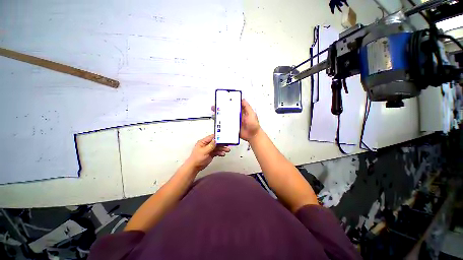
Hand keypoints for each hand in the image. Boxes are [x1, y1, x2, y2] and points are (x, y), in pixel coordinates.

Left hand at [186, 134, 229, 171]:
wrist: (195, 167)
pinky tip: (223, 154)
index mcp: (203, 142)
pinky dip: (220, 152)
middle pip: (216, 142)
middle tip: (228, 144)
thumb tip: (216, 140)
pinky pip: (217, 152)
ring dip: (222, 148)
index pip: (212, 137)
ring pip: (217, 147)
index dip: (218, 137)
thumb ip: (211, 145)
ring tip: (227, 150)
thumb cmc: (197, 158)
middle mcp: (207, 144)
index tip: (224, 137)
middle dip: (222, 143)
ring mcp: (209, 149)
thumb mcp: (204, 151)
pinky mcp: (211, 154)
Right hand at [211, 99, 260, 141]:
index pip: (233, 105)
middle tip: (215, 106)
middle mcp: (236, 116)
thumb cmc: (254, 125)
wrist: (253, 136)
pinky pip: (226, 125)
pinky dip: (221, 124)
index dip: (228, 102)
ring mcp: (233, 122)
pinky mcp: (232, 128)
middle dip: (221, 108)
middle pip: (227, 111)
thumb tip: (242, 99)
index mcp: (240, 112)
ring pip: (225, 118)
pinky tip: (217, 122)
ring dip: (220, 115)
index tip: (222, 99)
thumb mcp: (252, 114)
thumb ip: (247, 107)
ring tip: (214, 113)